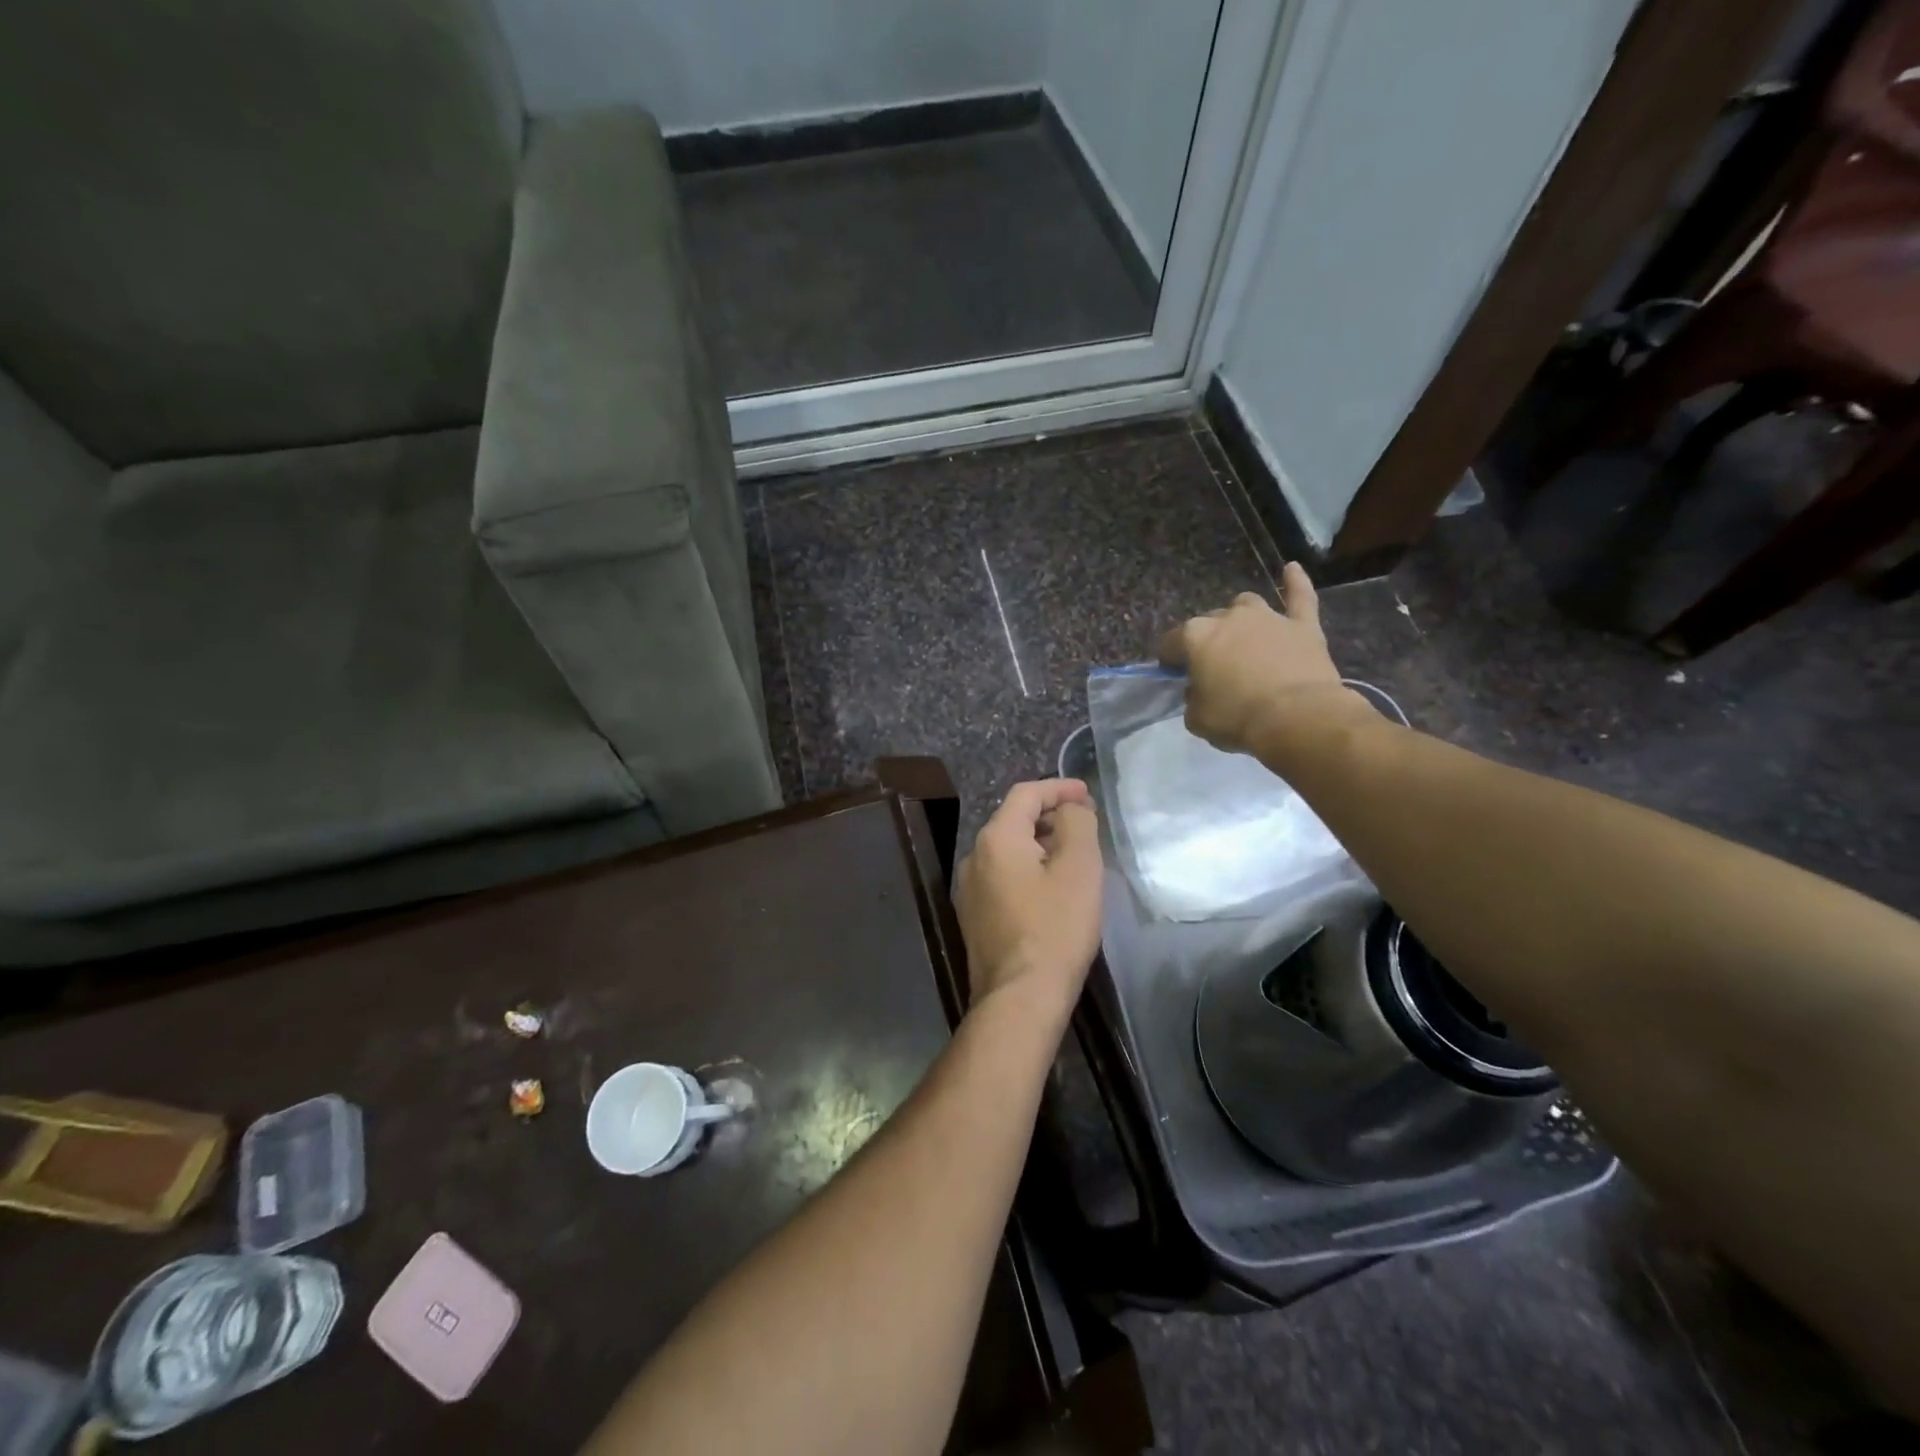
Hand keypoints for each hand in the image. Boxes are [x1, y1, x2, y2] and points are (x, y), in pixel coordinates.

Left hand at [954, 780, 1102, 1021]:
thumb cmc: (1055, 927)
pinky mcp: (973, 918)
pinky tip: (1050, 890)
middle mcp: (974, 857)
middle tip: (1084, 824)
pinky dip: (1027, 871)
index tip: (1087, 794)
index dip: (1058, 788)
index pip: (1025, 794)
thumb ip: (1076, 824)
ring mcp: (968, 890)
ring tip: (1072, 856)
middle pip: (1013, 821)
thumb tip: (1070, 809)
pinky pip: (1002, 878)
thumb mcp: (1079, 868)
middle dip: (1049, 816)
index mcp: (996, 838)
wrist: (1020, 998)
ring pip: (1007, 851)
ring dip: (1039, 845)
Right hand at [1158, 563, 1352, 754]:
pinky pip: (1299, 596)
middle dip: (1207, 642)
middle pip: (1209, 623)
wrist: (1297, 717)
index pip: (1170, 643)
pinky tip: (1292, 569)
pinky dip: (1295, 582)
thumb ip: (1193, 698)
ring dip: (1240, 617)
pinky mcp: (1302, 625)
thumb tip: (1200, 689)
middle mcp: (1228, 618)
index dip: (1170, 660)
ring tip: (1243, 636)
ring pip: (1246, 605)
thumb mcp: (1197, 718)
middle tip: (1213, 668)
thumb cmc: (1237, 718)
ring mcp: (1267, 617)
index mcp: (1195, 637)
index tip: (1174, 674)